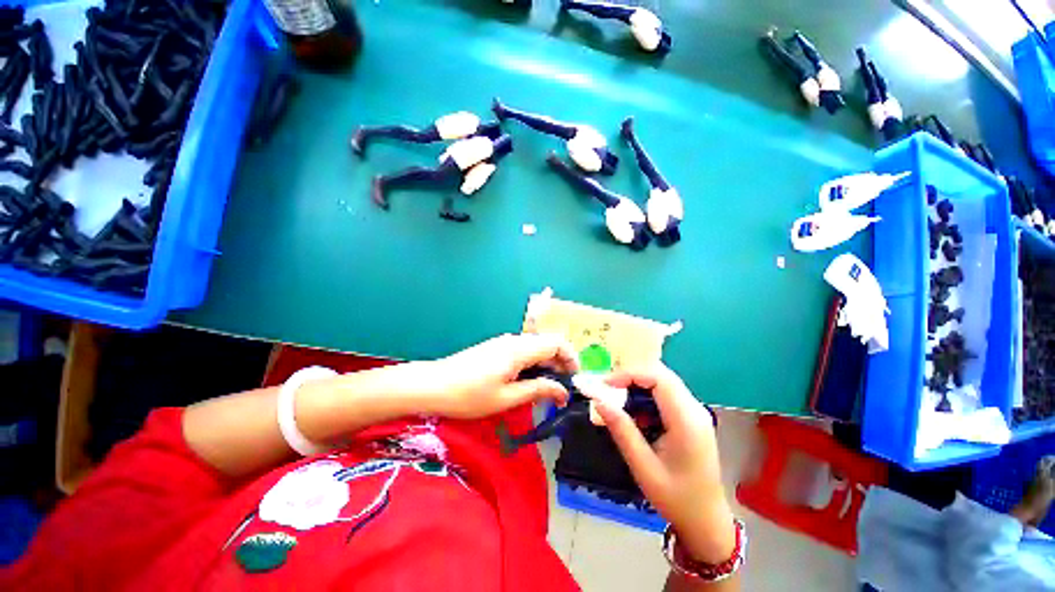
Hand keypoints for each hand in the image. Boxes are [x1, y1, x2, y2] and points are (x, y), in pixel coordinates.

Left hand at [420, 333, 579, 419]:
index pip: (556, 342)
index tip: (574, 379)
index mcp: (519, 349)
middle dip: (560, 364)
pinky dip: (532, 365)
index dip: (571, 358)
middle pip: (547, 344)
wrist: (432, 385)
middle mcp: (514, 340)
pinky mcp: (495, 348)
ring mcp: (503, 343)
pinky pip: (522, 352)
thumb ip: (538, 390)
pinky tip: (527, 383)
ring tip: (547, 390)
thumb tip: (563, 391)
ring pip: (534, 348)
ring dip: (546, 365)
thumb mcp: (507, 398)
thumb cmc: (469, 396)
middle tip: (562, 390)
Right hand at [595, 365, 735, 563]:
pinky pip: (665, 395)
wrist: (706, 521)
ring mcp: (695, 412)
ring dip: (637, 386)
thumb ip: (621, 430)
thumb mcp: (643, 467)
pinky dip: (645, 397)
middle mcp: (694, 409)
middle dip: (630, 377)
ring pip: (662, 382)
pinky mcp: (691, 417)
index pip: (658, 378)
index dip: (628, 374)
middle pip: (660, 374)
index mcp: (686, 420)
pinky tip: (635, 415)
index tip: (604, 385)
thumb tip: (598, 400)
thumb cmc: (676, 498)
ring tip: (616, 402)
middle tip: (607, 390)